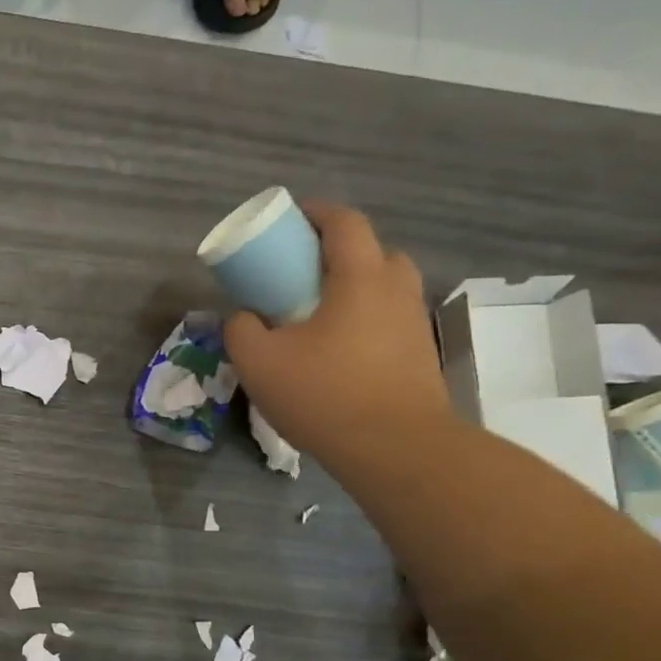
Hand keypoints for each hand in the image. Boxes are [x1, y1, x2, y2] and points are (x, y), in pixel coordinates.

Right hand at [224, 201, 449, 467]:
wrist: (394, 446)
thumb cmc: (324, 394)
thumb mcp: (259, 362)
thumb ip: (241, 330)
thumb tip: (243, 317)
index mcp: (360, 276)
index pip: (344, 222)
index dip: (315, 213)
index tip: (288, 220)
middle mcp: (395, 288)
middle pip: (369, 251)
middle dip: (333, 253)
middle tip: (299, 274)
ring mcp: (413, 321)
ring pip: (380, 287)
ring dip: (349, 288)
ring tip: (315, 315)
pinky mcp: (418, 352)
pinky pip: (385, 318)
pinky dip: (361, 319)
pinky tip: (335, 350)